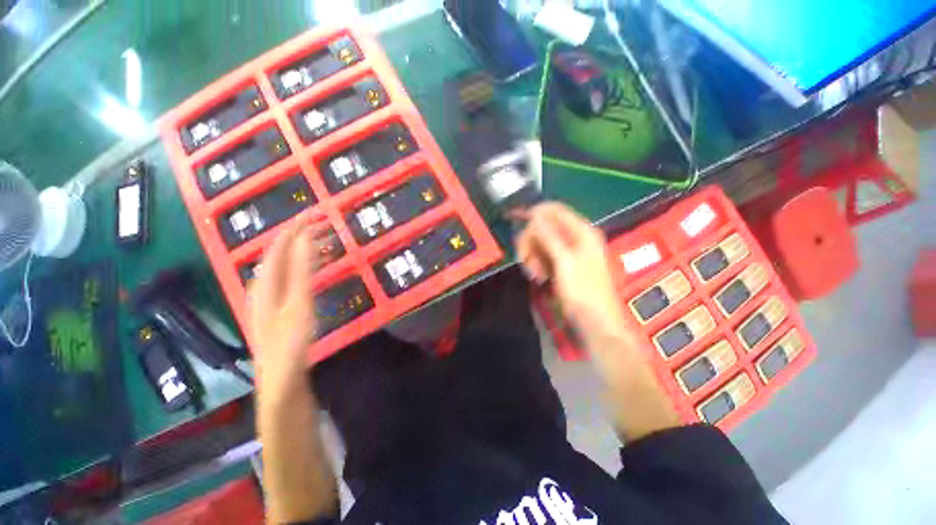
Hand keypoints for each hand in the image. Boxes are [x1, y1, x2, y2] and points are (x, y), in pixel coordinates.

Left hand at [247, 223, 328, 396]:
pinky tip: (319, 265)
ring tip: (326, 240)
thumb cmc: (290, 344)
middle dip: (302, 235)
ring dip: (306, 250)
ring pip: (288, 264)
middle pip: (281, 253)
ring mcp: (272, 297)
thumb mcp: (298, 305)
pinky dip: (308, 266)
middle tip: (326, 224)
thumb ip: (301, 271)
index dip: (295, 227)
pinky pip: (294, 276)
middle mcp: (265, 286)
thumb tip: (304, 238)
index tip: (315, 212)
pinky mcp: (282, 307)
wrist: (282, 381)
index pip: (278, 246)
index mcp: (266, 284)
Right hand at [516, 203, 625, 341]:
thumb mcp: (565, 262)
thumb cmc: (582, 291)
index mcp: (581, 232)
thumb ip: (549, 236)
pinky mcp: (561, 264)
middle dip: (531, 242)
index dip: (535, 214)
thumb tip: (535, 215)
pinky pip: (543, 255)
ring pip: (541, 242)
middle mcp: (574, 238)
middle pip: (543, 227)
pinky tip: (539, 277)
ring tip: (535, 274)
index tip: (516, 223)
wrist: (594, 322)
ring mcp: (567, 252)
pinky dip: (537, 264)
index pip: (554, 210)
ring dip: (533, 256)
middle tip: (526, 260)